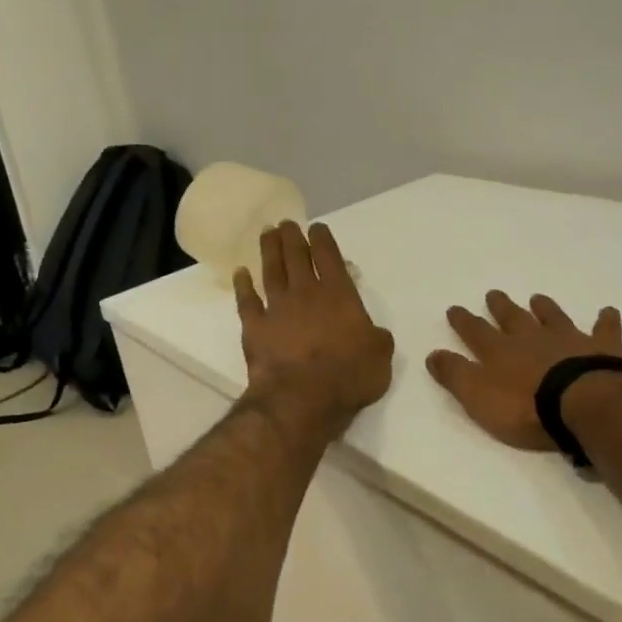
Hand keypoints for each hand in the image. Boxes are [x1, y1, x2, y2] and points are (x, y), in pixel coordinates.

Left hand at [235, 222, 394, 429]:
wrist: (302, 398)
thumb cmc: (348, 376)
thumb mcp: (380, 357)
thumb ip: (378, 338)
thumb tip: (373, 333)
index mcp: (339, 295)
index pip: (329, 257)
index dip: (322, 240)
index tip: (316, 227)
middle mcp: (306, 293)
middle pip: (296, 257)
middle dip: (292, 237)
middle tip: (286, 223)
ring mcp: (277, 309)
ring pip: (271, 271)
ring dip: (269, 251)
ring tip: (267, 233)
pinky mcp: (255, 328)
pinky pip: (246, 301)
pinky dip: (242, 286)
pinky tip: (240, 274)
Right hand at [427, 292, 621, 450]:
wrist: (583, 403)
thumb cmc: (525, 407)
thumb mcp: (477, 397)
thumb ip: (455, 375)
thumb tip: (432, 354)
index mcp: (500, 352)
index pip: (476, 332)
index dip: (463, 321)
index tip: (455, 308)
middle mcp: (532, 339)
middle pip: (513, 318)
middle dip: (500, 307)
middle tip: (493, 294)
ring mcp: (569, 339)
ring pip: (553, 317)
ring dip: (544, 308)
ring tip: (537, 298)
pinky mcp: (603, 347)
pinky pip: (604, 329)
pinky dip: (605, 320)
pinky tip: (608, 311)